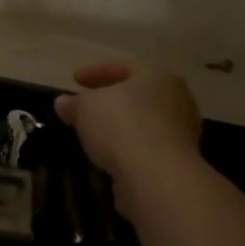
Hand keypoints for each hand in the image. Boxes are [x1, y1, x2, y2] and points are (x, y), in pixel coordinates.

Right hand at [54, 61, 203, 195]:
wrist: (156, 178)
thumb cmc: (122, 126)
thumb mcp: (86, 107)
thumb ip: (74, 103)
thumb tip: (63, 103)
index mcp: (158, 77)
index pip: (124, 67)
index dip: (95, 72)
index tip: (74, 80)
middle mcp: (176, 101)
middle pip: (137, 96)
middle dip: (110, 100)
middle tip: (86, 106)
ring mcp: (182, 134)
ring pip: (143, 123)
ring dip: (119, 127)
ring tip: (94, 134)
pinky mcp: (178, 164)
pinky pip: (146, 148)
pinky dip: (128, 149)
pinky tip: (108, 156)